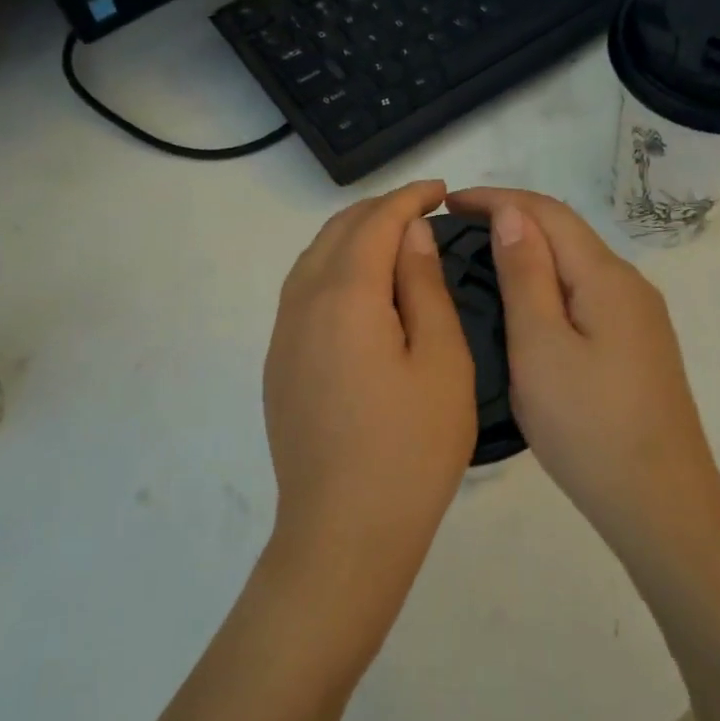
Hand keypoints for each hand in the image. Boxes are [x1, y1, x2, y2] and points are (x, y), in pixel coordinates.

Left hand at [262, 179, 476, 648]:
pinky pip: (301, 291)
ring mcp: (282, 335)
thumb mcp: (441, 361)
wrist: (344, 530)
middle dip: (379, 211)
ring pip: (312, 259)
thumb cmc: (410, 448)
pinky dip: (332, 269)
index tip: (440, 191)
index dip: (408, 198)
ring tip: (394, 242)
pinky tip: (359, 289)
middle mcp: (301, 303)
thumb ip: (423, 287)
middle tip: (423, 212)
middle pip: (336, 233)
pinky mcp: (278, 363)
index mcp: (345, 296)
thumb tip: (411, 235)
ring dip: (352, 238)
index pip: (374, 223)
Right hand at [446, 188, 719, 550]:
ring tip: (478, 261)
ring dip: (529, 251)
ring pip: (576, 264)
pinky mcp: (636, 345)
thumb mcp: (541, 347)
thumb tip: (512, 213)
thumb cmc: (588, 426)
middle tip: (454, 232)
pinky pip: (584, 293)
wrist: (658, 502)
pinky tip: (523, 304)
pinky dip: (547, 282)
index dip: (496, 198)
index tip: (446, 202)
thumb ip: (526, 276)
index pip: (548, 212)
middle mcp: (629, 285)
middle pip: (566, 232)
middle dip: (511, 218)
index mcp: (606, 277)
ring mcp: (638, 317)